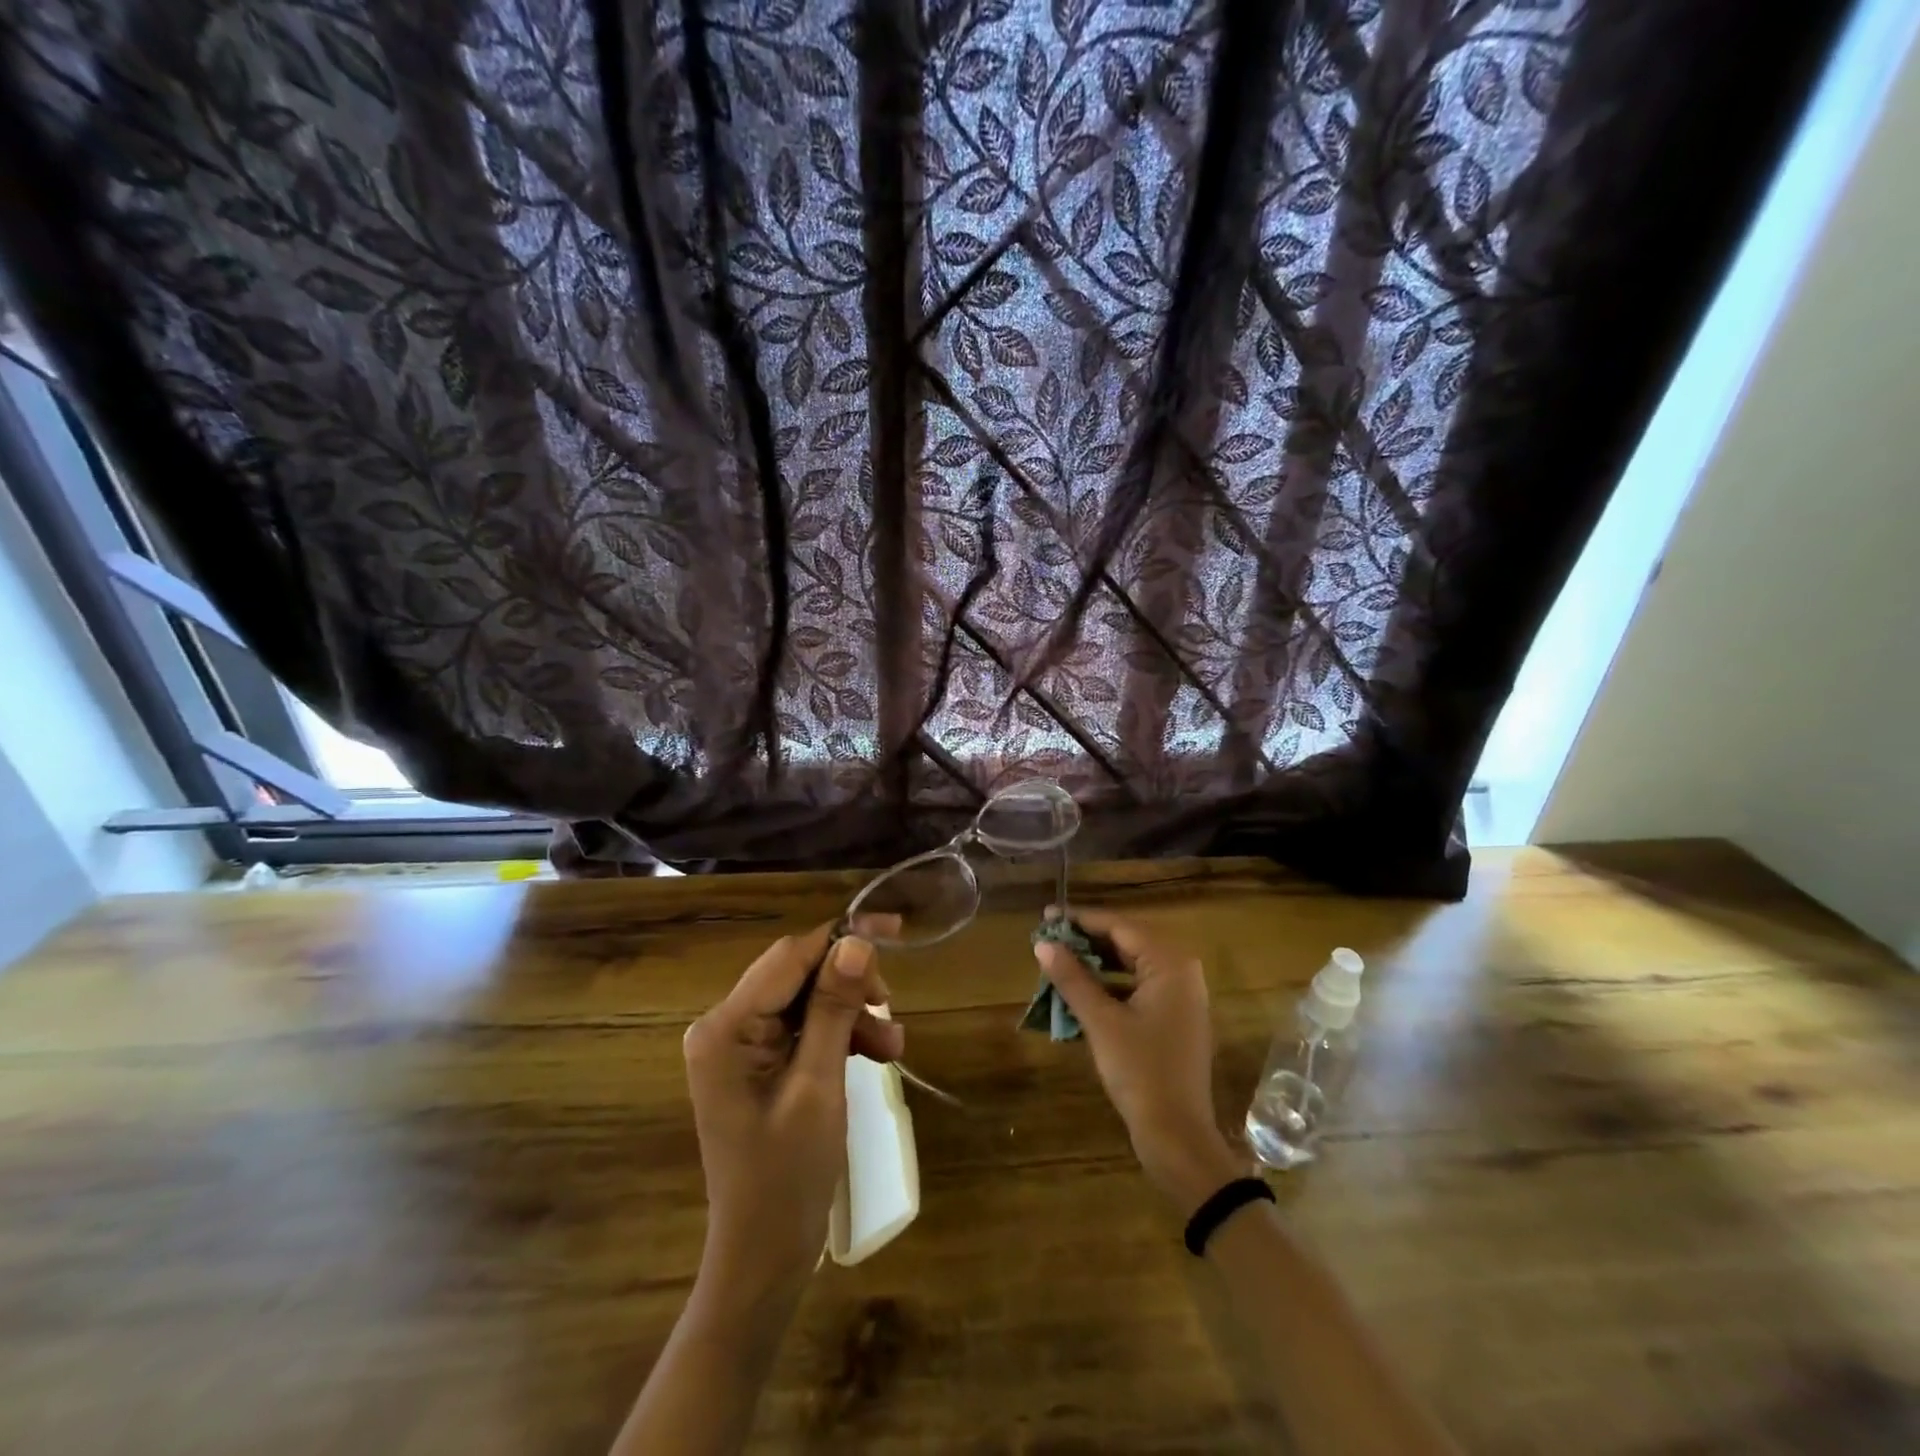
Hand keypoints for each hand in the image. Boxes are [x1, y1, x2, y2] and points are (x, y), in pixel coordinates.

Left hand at [682, 925, 902, 1314]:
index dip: (842, 938)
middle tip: (893, 1007)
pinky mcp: (757, 1063)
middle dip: (850, 985)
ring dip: (851, 1014)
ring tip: (893, 1047)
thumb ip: (834, 1008)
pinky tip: (875, 1055)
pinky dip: (841, 1035)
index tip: (895, 930)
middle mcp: (725, 1026)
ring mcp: (739, 1045)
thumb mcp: (819, 1086)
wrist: (763, 1257)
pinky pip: (804, 1028)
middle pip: (797, 975)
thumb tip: (857, 941)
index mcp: (726, 1028)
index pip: (789, 957)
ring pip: (806, 1000)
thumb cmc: (787, 1177)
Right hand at [1035, 908, 1241, 1210]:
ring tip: (1058, 961)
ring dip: (1095, 964)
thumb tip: (1043, 944)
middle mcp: (1181, 972)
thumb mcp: (1101, 1021)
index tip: (1047, 916)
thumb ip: (1072, 978)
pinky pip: (1137, 988)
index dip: (1081, 919)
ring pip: (1131, 966)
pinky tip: (1080, 992)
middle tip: (1048, 937)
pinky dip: (1109, 986)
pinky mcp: (1174, 1018)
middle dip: (1087, 940)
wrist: (1177, 1136)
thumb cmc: (1141, 1071)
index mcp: (1170, 964)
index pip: (1119, 927)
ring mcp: (1180, 997)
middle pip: (1127, 943)